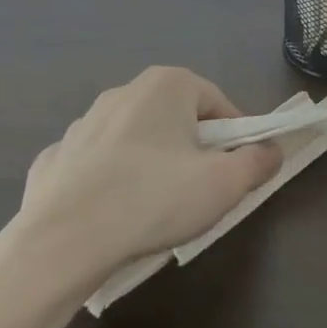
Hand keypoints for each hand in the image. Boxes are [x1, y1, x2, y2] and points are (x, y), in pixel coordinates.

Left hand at [13, 66, 281, 271]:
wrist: (60, 242)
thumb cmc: (154, 200)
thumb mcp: (225, 184)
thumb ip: (257, 162)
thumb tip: (272, 151)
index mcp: (168, 85)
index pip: (218, 103)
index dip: (234, 138)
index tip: (234, 172)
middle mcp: (124, 91)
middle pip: (176, 118)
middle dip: (192, 149)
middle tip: (198, 190)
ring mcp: (82, 123)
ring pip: (135, 140)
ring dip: (150, 164)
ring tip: (154, 208)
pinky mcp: (54, 158)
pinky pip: (95, 165)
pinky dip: (108, 182)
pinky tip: (110, 215)